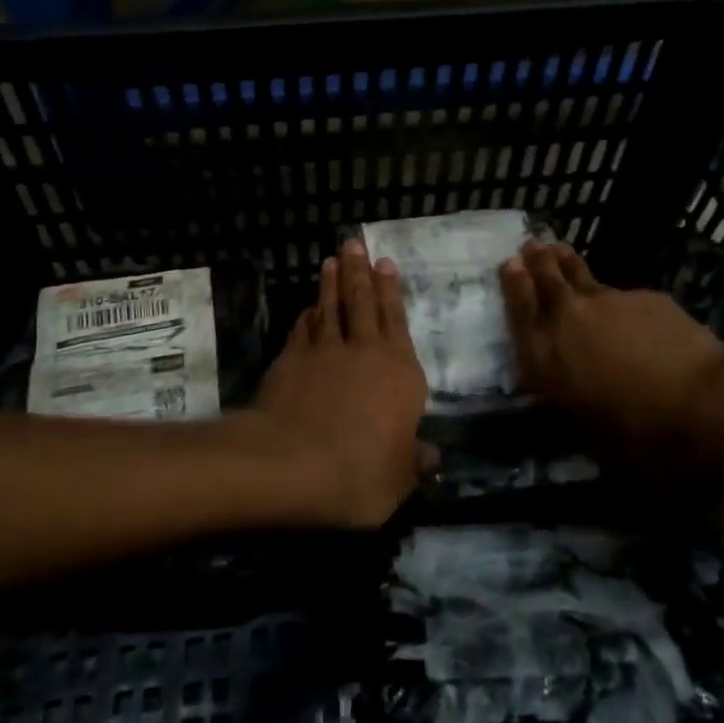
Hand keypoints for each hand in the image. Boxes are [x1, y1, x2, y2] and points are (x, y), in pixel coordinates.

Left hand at [245, 240, 430, 528]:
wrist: (293, 464)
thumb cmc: (360, 473)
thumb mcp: (400, 479)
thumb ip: (415, 461)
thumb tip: (432, 454)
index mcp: (400, 373)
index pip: (397, 321)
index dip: (391, 291)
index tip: (385, 262)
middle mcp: (365, 352)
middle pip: (363, 303)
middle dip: (359, 271)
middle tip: (355, 243)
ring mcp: (325, 352)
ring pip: (331, 308)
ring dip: (331, 284)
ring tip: (331, 260)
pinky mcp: (291, 360)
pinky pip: (302, 329)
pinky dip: (306, 315)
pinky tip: (307, 308)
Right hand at [500, 241, 723, 466]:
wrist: (702, 401)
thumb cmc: (637, 432)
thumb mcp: (587, 437)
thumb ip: (564, 413)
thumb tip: (551, 413)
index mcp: (546, 357)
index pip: (521, 311)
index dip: (513, 285)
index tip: (509, 263)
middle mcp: (569, 320)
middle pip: (547, 280)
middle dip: (536, 261)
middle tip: (531, 244)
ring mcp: (608, 302)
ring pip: (582, 275)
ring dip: (567, 262)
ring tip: (559, 249)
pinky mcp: (645, 297)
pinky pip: (624, 295)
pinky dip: (618, 298)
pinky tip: (626, 306)